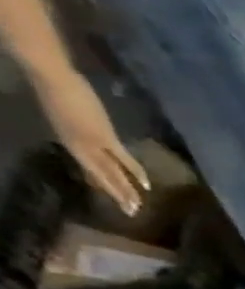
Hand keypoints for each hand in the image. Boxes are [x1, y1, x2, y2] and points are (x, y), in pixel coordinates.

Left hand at [35, 69, 147, 213]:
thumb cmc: (53, 89)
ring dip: (125, 190)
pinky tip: (147, 186)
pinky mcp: (105, 137)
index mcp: (68, 140)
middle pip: (102, 175)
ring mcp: (92, 143)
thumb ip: (77, 127)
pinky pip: (122, 159)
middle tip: (132, 211)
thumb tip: (93, 137)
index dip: (105, 185)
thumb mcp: (61, 112)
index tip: (118, 200)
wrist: (52, 77)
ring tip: (137, 205)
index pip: (91, 169)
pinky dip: (135, 173)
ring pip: (112, 171)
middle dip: (117, 194)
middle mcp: (79, 147)